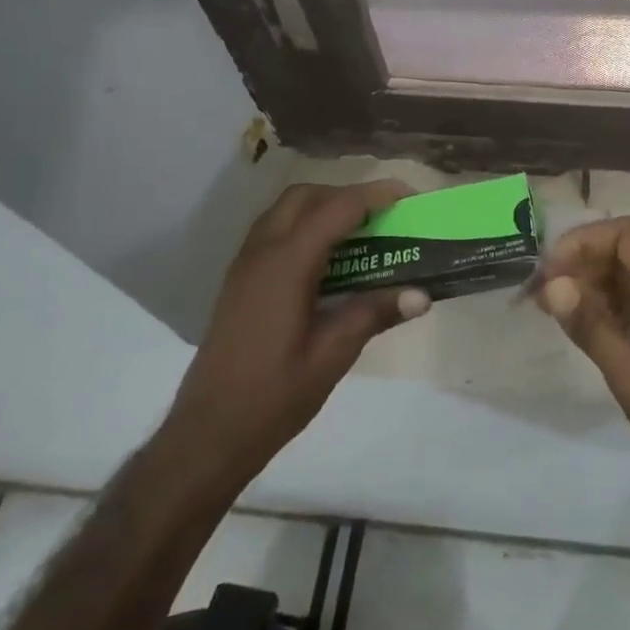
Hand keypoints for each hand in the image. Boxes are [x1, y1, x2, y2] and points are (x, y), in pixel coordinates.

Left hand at [162, 181, 430, 493]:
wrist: (208, 433)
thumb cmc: (273, 396)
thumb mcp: (332, 356)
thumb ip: (374, 314)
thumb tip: (421, 295)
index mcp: (286, 265)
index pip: (336, 209)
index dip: (375, 196)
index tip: (409, 196)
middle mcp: (261, 253)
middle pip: (305, 197)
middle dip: (346, 195)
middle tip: (382, 217)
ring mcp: (245, 266)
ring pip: (285, 211)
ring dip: (323, 209)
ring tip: (360, 235)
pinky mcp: (239, 282)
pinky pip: (274, 233)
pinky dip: (305, 228)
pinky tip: (328, 263)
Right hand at [539, 218, 629, 563]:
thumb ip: (592, 327)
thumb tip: (552, 285)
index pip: (627, 237)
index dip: (583, 243)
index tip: (547, 272)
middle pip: (625, 253)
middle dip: (580, 263)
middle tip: (538, 291)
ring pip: (627, 279)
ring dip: (588, 285)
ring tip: (546, 305)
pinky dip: (603, 308)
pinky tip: (574, 323)